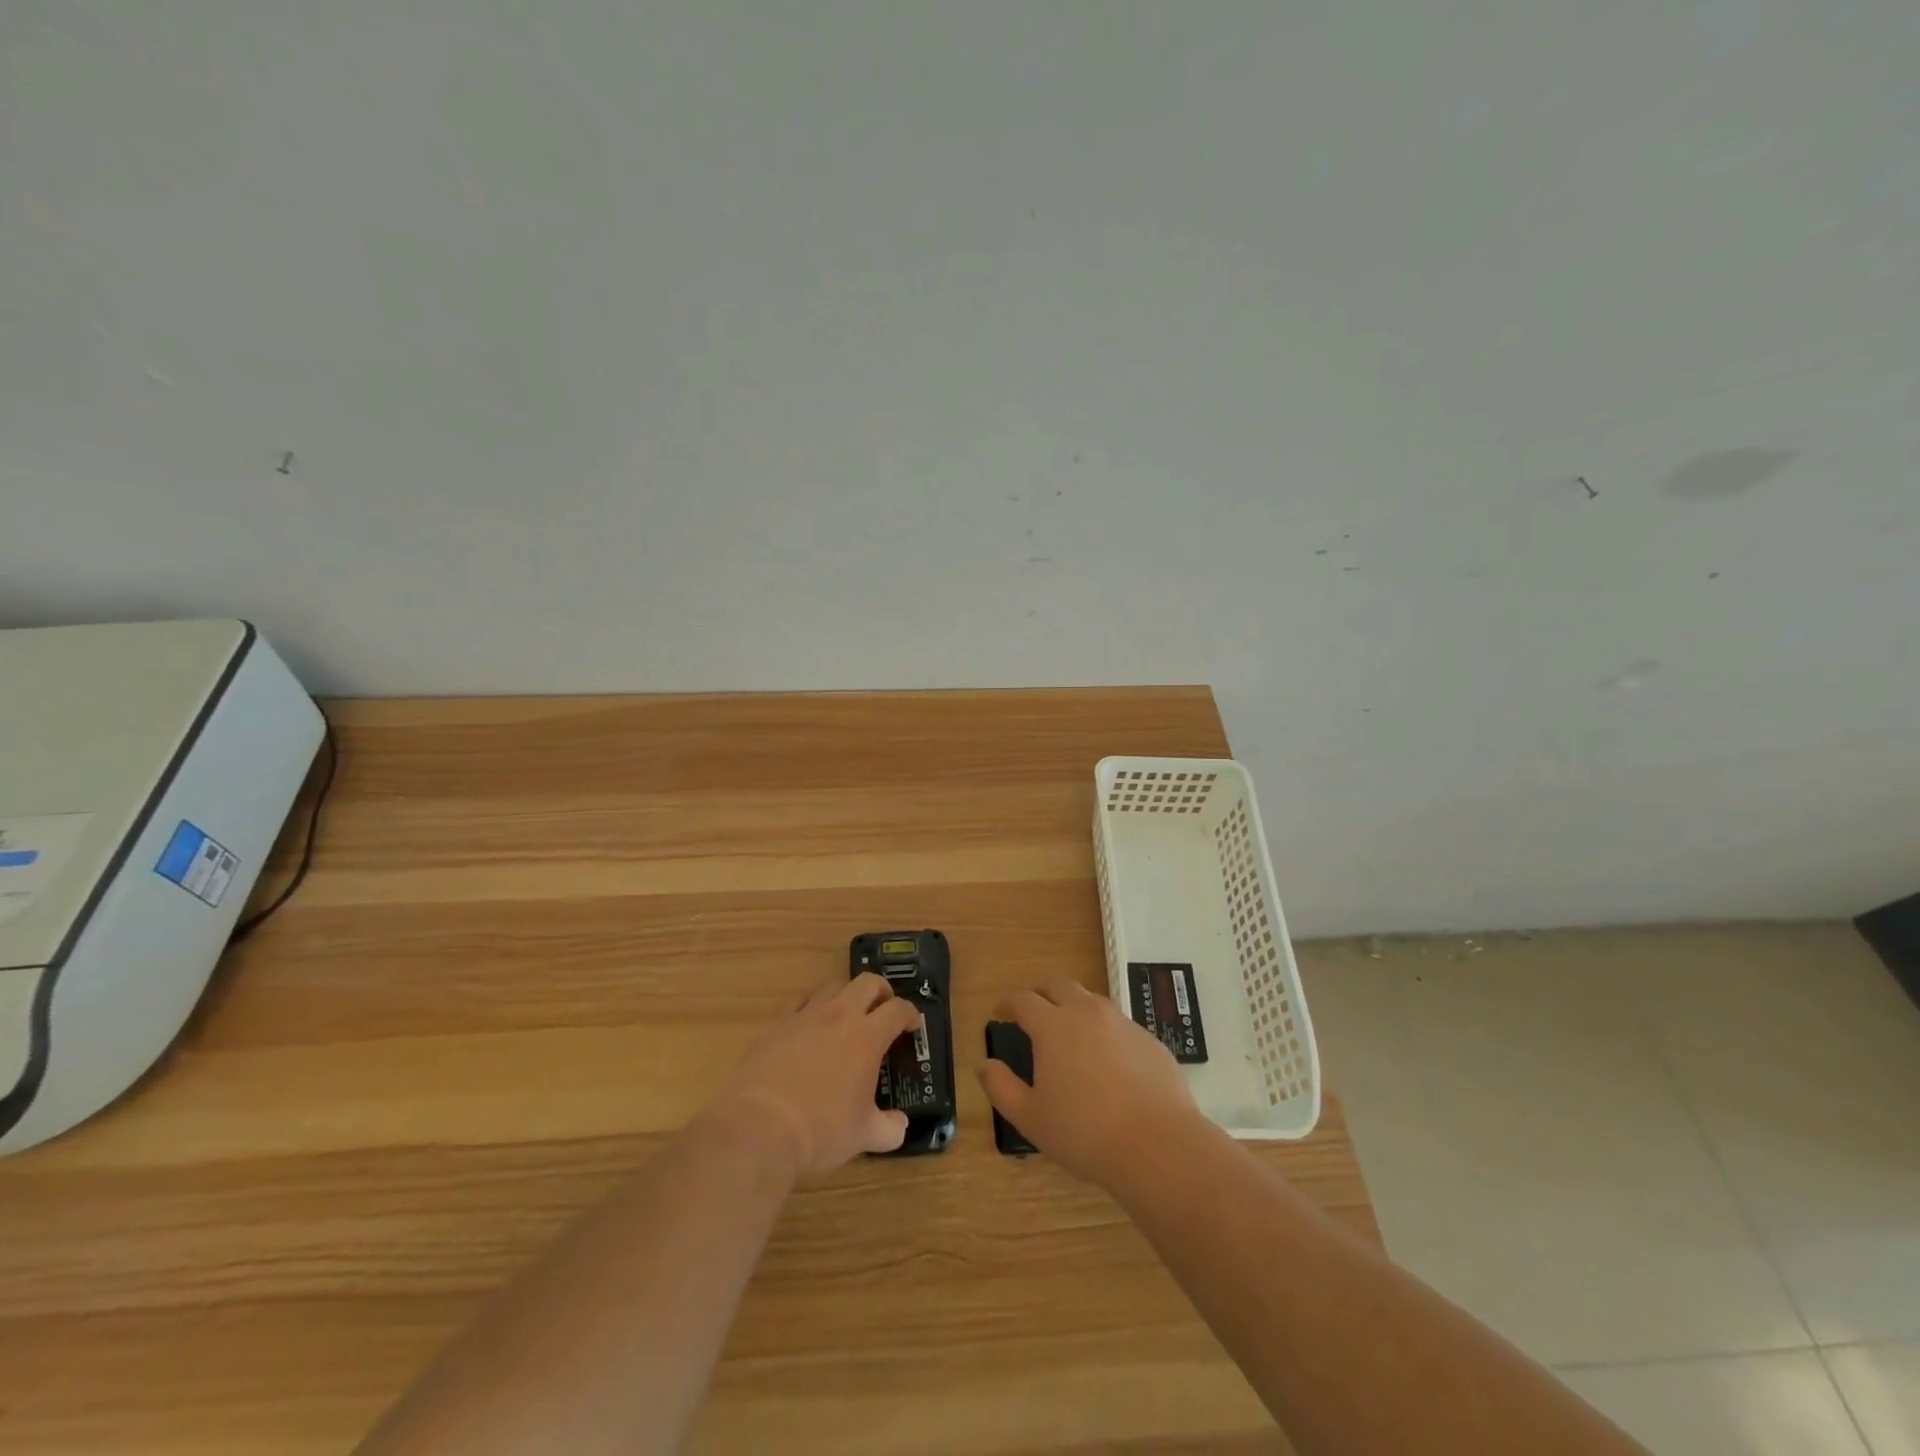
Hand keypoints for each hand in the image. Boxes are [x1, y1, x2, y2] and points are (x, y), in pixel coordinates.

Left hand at [710, 973, 921, 1180]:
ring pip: (833, 986)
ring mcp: (807, 1015)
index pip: (898, 1009)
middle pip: (868, 982)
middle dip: (882, 991)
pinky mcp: (778, 1023)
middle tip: (884, 1010)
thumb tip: (900, 1126)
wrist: (761, 1128)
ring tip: (847, 1015)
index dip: (910, 1014)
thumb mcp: (864, 1136)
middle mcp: (840, 1015)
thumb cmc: (822, 1130)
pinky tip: (809, 1021)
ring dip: (847, 995)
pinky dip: (810, 1004)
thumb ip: (890, 1129)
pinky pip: (799, 999)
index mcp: (868, 1036)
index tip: (912, 1025)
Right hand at [977, 979, 1202, 1188]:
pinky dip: (1103, 1030)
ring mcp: (1122, 1022)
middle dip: (1040, 992)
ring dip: (1073, 1006)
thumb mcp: (1030, 1118)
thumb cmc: (1084, 1133)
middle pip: (1058, 984)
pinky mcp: (1148, 1038)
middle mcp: (1087, 1012)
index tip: (1000, 1013)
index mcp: (1053, 1026)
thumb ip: (1001, 1087)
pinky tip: (1106, 1059)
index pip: (1023, 1000)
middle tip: (1032, 1011)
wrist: (1158, 1145)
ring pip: (1090, 999)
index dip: (1007, 1003)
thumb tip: (984, 1064)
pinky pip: (1118, 1023)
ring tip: (1069, 1032)